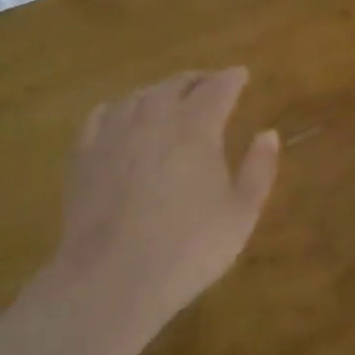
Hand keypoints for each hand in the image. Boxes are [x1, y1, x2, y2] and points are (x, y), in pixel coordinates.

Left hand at [53, 68, 279, 343]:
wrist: (110, 280)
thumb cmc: (187, 249)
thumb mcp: (240, 215)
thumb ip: (259, 169)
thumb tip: (269, 133)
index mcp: (197, 127)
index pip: (218, 87)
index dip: (232, 78)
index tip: (241, 75)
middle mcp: (155, 117)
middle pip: (177, 84)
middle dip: (198, 80)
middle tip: (210, 84)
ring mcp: (114, 133)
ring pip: (140, 95)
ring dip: (160, 91)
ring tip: (170, 98)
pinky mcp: (84, 154)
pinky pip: (102, 115)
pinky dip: (119, 108)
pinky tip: (121, 115)